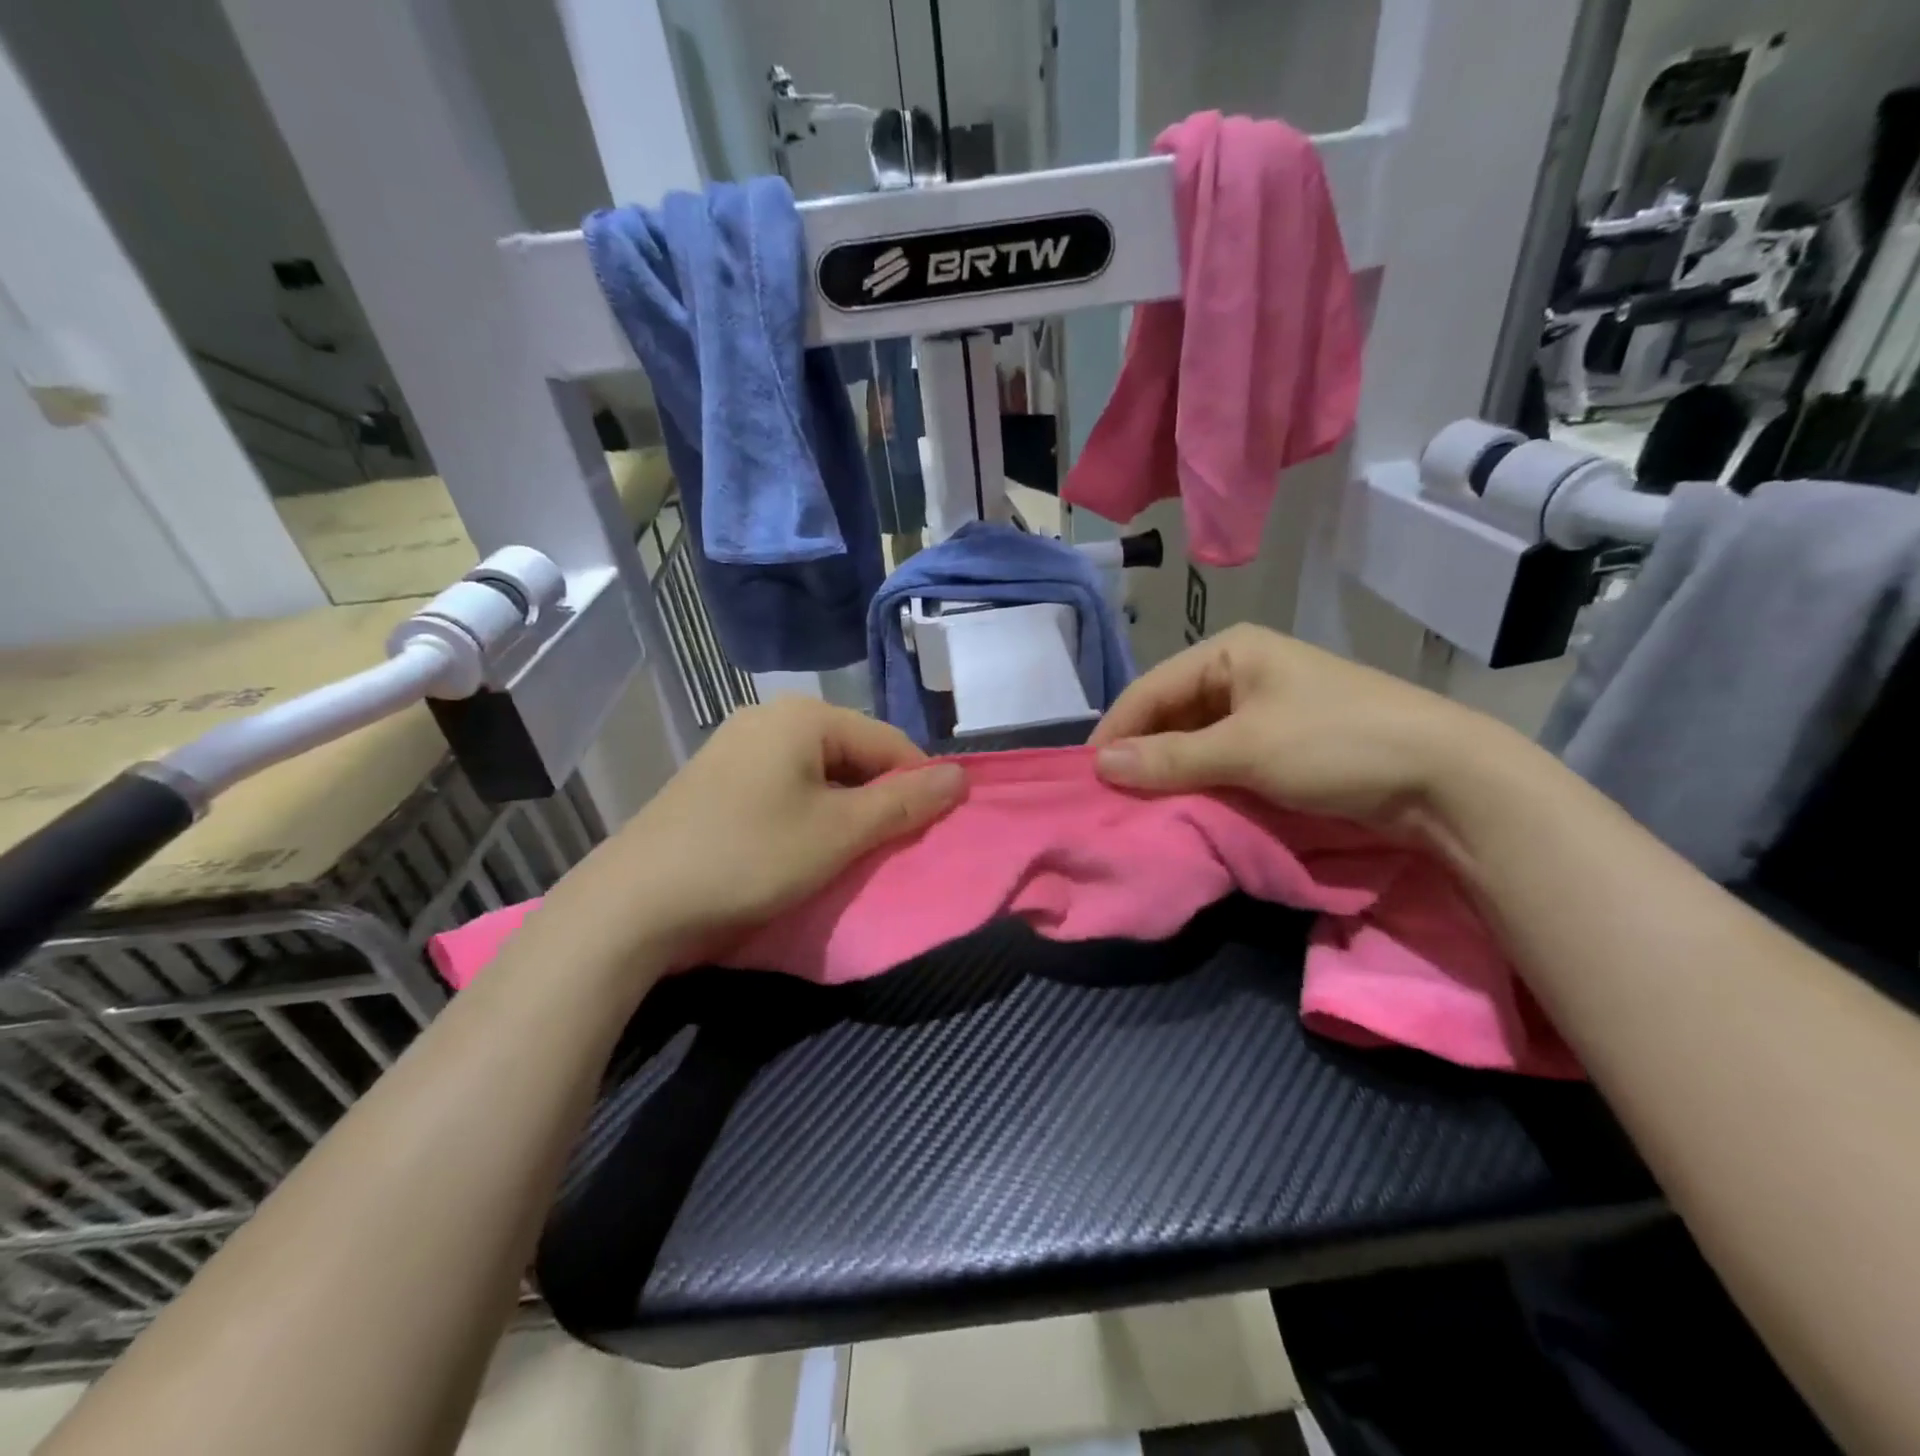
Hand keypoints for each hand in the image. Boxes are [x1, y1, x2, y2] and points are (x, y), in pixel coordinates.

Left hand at [540, 698, 964, 970]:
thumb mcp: (839, 833)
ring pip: (819, 772)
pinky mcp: (717, 778)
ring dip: (844, 810)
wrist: (635, 902)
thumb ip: (904, 803)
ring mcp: (737, 746)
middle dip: (878, 799)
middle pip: (853, 753)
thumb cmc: (750, 857)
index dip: (919, 785)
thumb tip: (960, 777)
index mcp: (804, 716)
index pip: (889, 741)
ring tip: (849, 852)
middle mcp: (770, 717)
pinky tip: (802, 846)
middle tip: (888, 849)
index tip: (931, 832)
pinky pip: (785, 786)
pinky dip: (808, 813)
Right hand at [1089, 625, 1507, 836]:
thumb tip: (1100, 763)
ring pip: (1195, 738)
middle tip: (1109, 798)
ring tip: (1138, 806)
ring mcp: (1265, 707)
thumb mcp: (1245, 749)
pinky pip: (1223, 758)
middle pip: (1171, 712)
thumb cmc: (1335, 743)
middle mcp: (1242, 671)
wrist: (1446, 777)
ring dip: (1169, 771)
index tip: (1085, 777)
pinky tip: (1183, 805)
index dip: (1116, 731)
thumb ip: (1170, 757)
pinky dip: (1201, 780)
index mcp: (1230, 652)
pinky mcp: (1282, 742)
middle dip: (1141, 753)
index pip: (1151, 689)